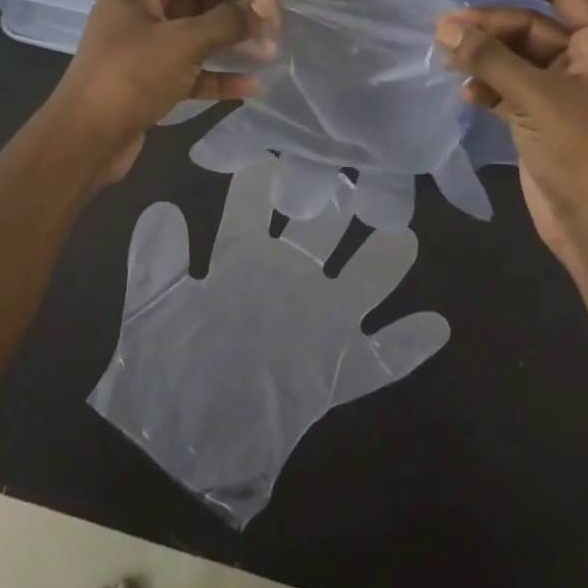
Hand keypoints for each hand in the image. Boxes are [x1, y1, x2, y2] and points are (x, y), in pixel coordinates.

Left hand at [47, 0, 260, 181]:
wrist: (85, 139)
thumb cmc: (131, 76)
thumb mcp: (184, 42)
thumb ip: (229, 21)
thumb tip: (267, 6)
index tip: (273, 4)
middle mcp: (142, 8)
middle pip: (201, 2)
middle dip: (238, 16)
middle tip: (275, 31)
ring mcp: (146, 45)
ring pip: (199, 37)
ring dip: (233, 45)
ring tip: (270, 55)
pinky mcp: (151, 79)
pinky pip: (192, 69)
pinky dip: (218, 75)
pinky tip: (250, 87)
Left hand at [89, 161, 449, 526]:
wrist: (184, 445)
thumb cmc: (166, 370)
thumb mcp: (154, 312)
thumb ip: (157, 262)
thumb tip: (163, 206)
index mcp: (241, 261)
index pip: (255, 208)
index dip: (263, 178)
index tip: (278, 143)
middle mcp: (286, 281)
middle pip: (317, 230)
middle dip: (333, 200)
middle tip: (355, 164)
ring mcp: (316, 324)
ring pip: (359, 282)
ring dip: (381, 262)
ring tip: (403, 235)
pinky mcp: (336, 372)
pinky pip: (380, 358)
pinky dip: (406, 345)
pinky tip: (434, 325)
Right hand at [434, 0, 587, 264]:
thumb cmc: (583, 152)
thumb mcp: (536, 97)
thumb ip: (489, 59)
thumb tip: (444, 27)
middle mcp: (587, 62)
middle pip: (532, 25)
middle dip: (490, 26)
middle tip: (446, 31)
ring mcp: (565, 92)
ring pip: (516, 57)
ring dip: (484, 56)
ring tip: (448, 60)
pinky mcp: (544, 118)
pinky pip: (510, 87)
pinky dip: (488, 86)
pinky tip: (467, 96)